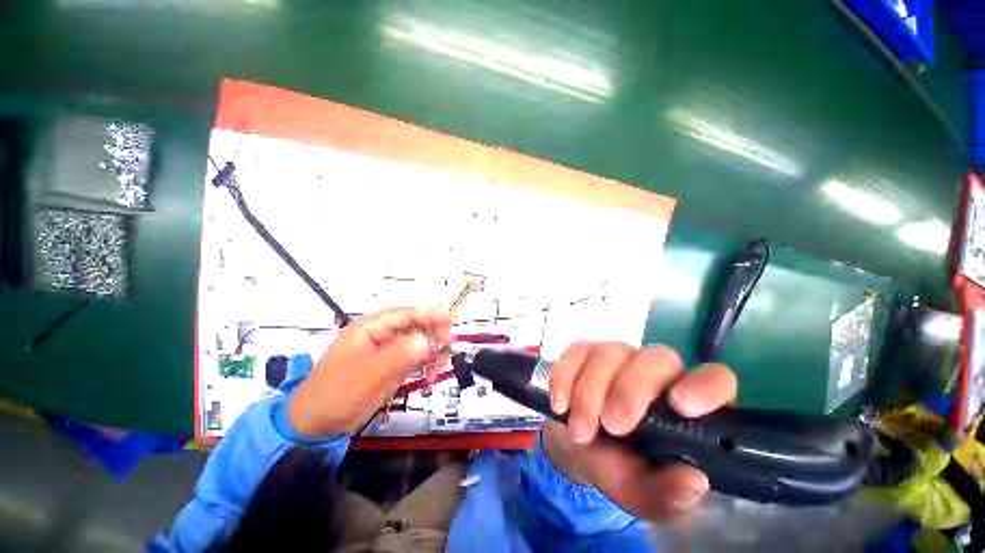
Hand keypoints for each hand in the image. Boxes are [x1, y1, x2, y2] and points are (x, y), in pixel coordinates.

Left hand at [288, 307, 451, 436]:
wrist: (315, 426)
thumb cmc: (338, 394)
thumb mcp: (370, 374)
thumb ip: (400, 355)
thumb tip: (427, 341)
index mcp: (370, 329)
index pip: (405, 314)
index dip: (429, 315)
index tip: (450, 321)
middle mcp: (380, 336)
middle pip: (414, 327)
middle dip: (433, 336)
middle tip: (448, 349)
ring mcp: (385, 352)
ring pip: (417, 343)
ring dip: (431, 353)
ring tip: (437, 370)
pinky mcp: (389, 366)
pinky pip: (413, 359)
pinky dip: (424, 365)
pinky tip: (429, 377)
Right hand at [543, 342, 736, 519]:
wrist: (577, 446)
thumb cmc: (619, 468)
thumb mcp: (643, 494)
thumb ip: (668, 494)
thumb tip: (693, 480)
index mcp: (687, 405)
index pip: (715, 380)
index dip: (704, 387)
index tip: (681, 406)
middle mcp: (656, 373)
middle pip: (656, 358)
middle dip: (630, 390)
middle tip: (611, 426)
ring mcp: (618, 356)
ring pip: (610, 353)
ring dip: (589, 392)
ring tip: (580, 432)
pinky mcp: (585, 352)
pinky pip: (575, 352)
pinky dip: (564, 378)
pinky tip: (560, 405)